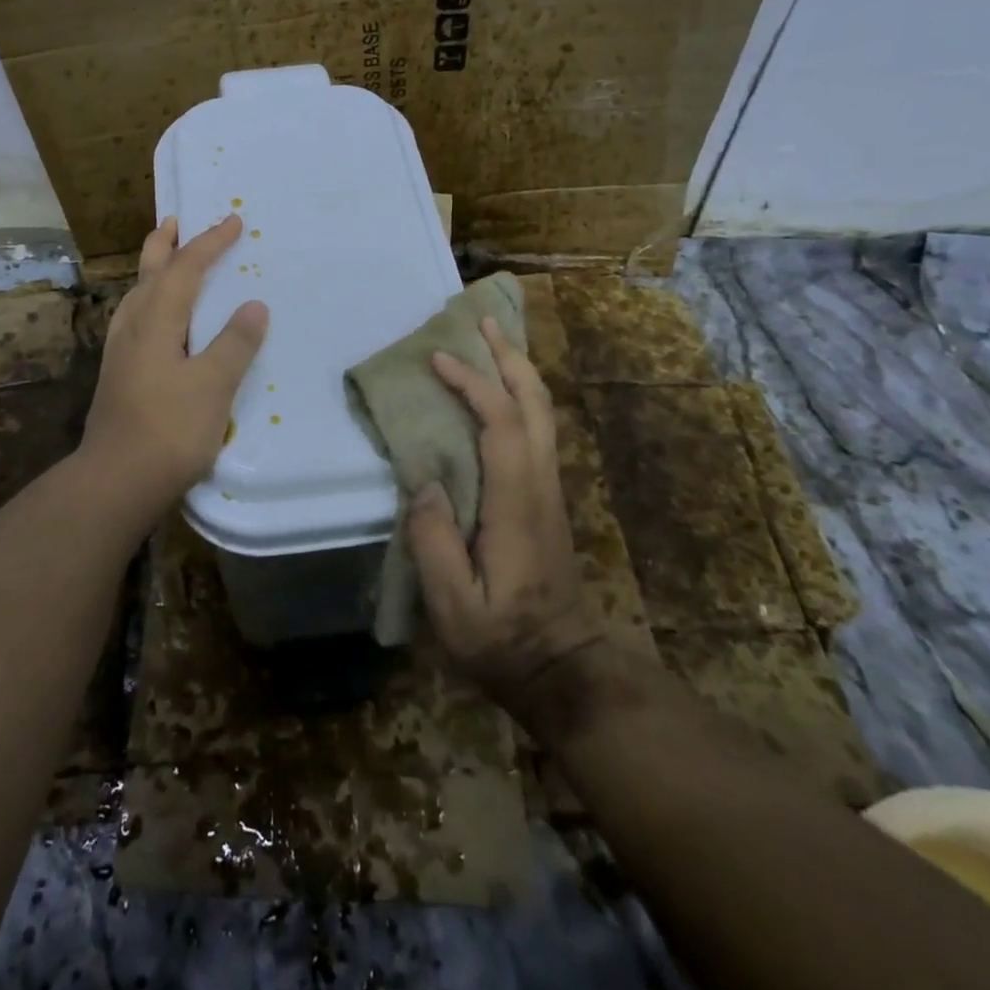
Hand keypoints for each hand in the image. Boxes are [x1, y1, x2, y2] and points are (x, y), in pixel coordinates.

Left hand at [79, 215, 268, 513]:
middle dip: (165, 245)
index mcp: (156, 322)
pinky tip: (152, 322)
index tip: (232, 221)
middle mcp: (133, 328)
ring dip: (152, 271)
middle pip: (148, 274)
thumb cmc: (169, 430)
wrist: (116, 481)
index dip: (209, 243)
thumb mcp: (213, 385)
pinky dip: (148, 302)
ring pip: (136, 296)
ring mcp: (120, 353)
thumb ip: (234, 343)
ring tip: (164, 261)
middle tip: (175, 221)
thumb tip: (253, 305)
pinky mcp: (118, 376)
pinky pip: (134, 320)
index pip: (185, 269)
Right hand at [407, 317, 605, 739]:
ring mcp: (550, 488)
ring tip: (489, 341)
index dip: (472, 384)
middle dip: (509, 357)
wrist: (564, 668)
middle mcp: (541, 483)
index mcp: (517, 502)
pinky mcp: (547, 497)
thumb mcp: (454, 605)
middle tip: (480, 322)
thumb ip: (434, 540)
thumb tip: (424, 479)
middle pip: (536, 403)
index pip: (502, 423)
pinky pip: (537, 428)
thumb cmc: (503, 640)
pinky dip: (519, 395)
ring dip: (518, 371)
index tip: (436, 360)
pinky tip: (498, 392)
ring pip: (543, 412)